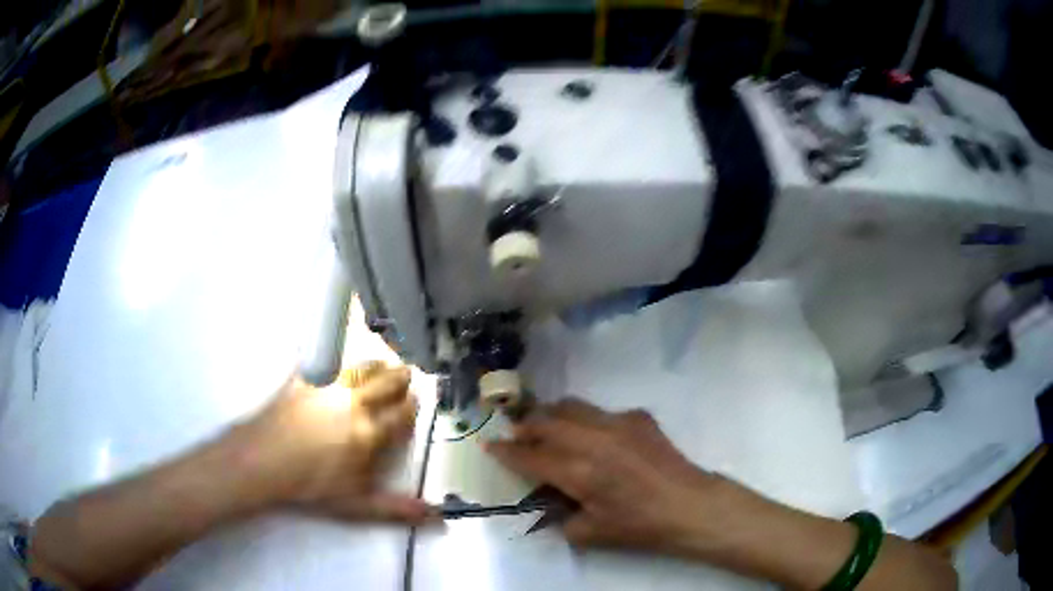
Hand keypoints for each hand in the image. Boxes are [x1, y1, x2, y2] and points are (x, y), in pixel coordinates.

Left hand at [228, 362, 429, 523]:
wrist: (262, 463)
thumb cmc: (311, 487)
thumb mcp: (357, 505)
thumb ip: (397, 509)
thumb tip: (437, 515)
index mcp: (369, 433)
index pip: (403, 414)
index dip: (413, 408)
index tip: (415, 405)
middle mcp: (354, 405)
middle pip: (387, 382)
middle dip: (401, 378)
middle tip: (406, 375)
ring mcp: (327, 389)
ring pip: (361, 368)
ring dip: (376, 365)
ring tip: (381, 364)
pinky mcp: (302, 381)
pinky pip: (324, 362)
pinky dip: (335, 361)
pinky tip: (335, 362)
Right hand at [486, 399, 728, 554]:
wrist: (688, 505)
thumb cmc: (639, 525)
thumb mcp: (590, 533)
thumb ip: (559, 517)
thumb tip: (548, 503)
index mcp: (578, 472)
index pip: (530, 456)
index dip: (506, 451)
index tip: (490, 445)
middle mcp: (593, 440)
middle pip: (546, 421)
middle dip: (525, 426)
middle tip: (517, 435)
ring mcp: (617, 423)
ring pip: (572, 406)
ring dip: (552, 415)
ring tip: (548, 427)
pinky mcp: (638, 417)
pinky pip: (602, 411)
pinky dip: (588, 420)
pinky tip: (596, 438)